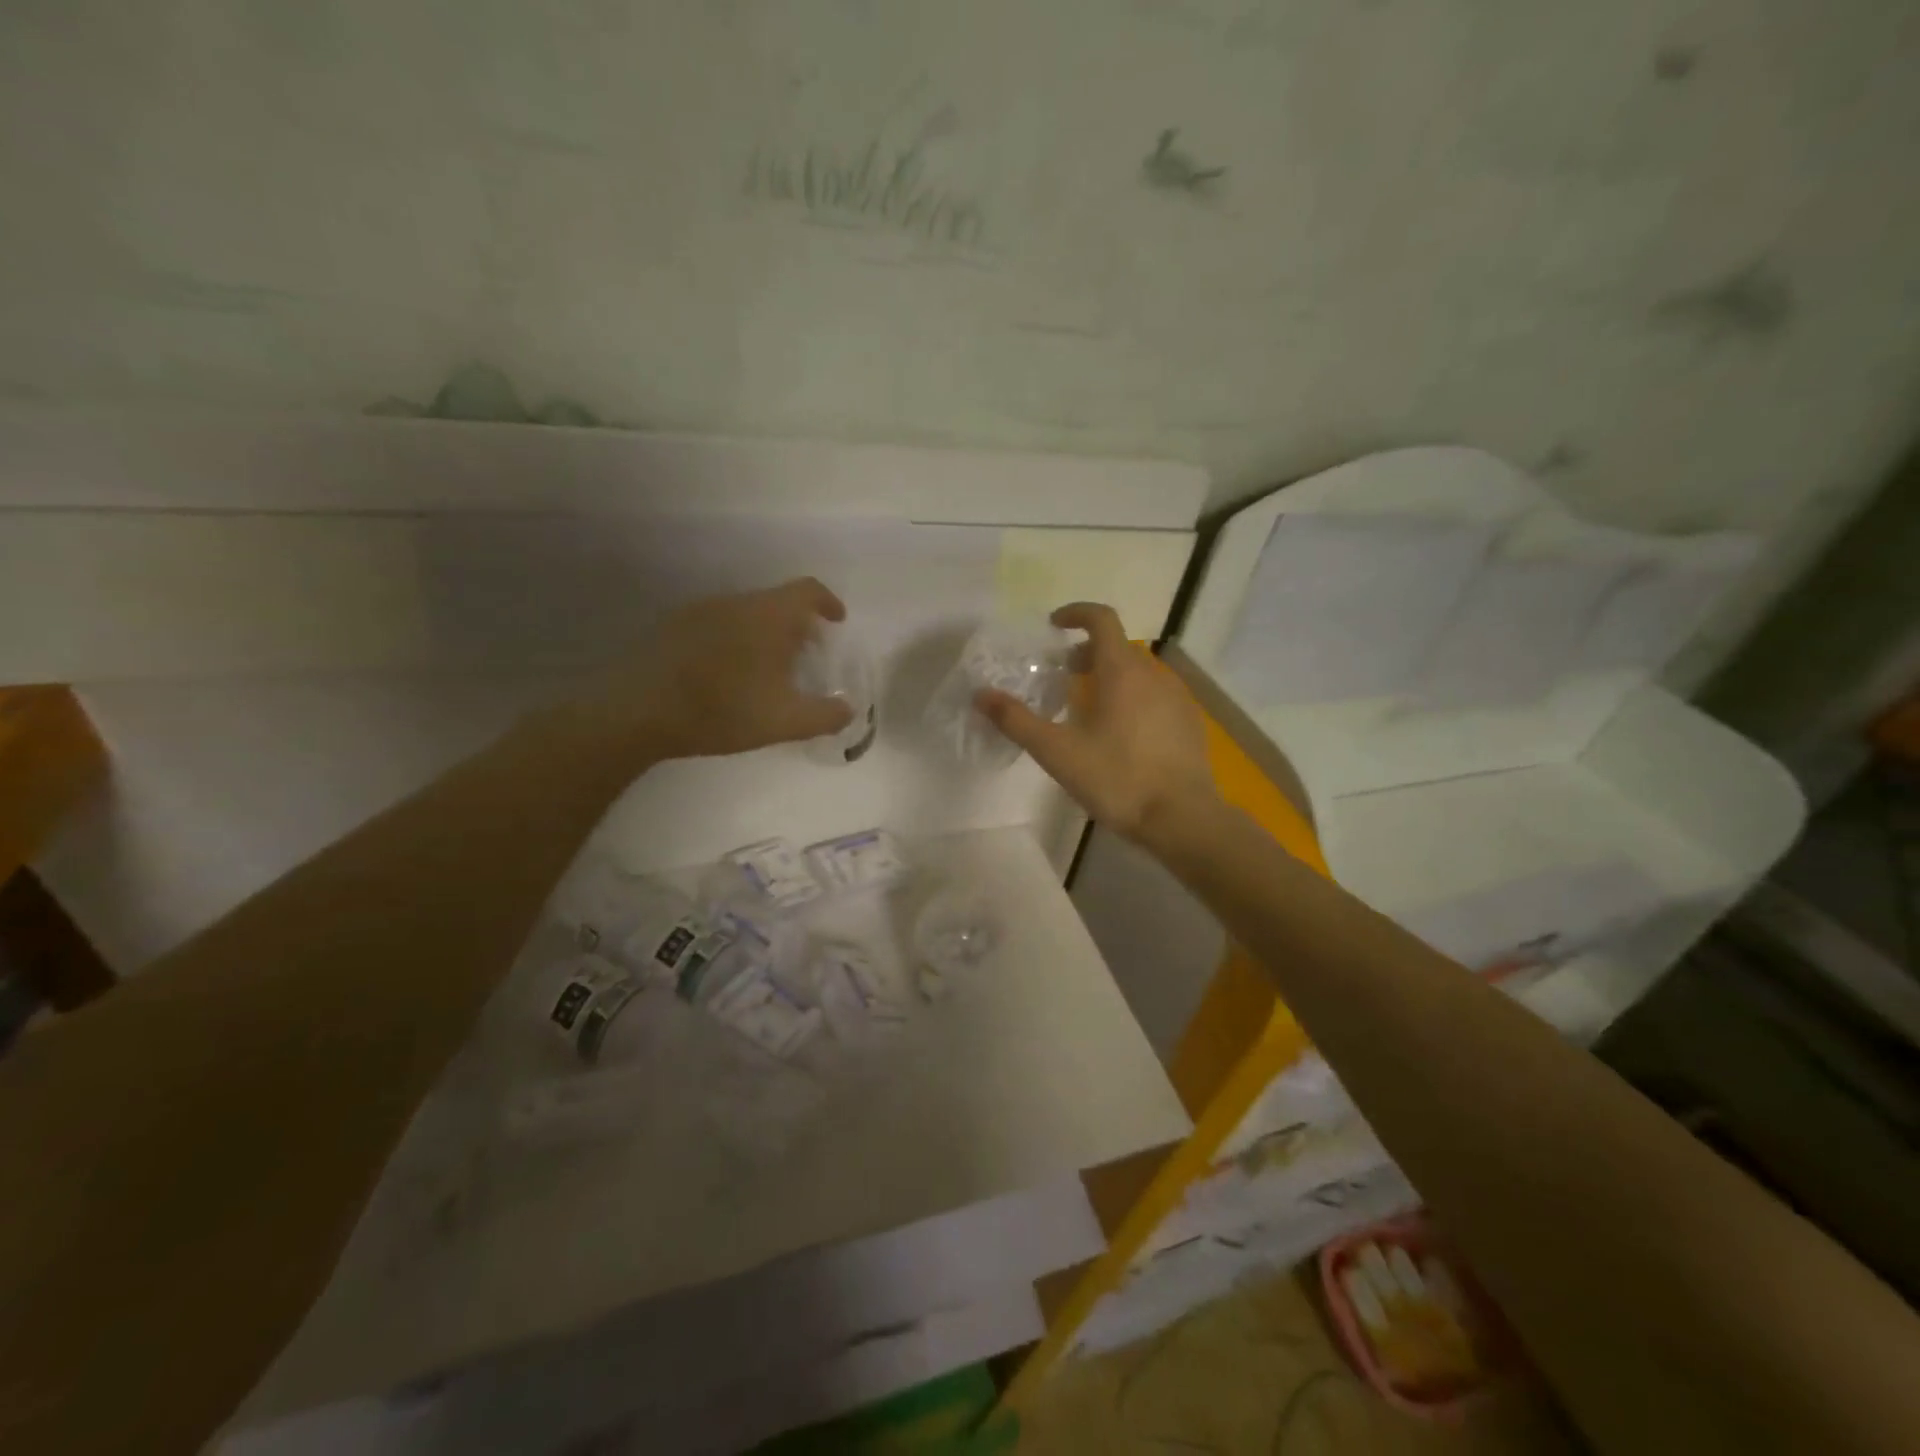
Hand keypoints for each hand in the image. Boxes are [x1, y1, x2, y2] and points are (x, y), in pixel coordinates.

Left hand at [580, 578, 854, 763]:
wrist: (638, 711)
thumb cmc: (722, 710)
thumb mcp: (784, 721)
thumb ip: (824, 715)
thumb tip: (848, 709)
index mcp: (768, 615)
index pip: (808, 590)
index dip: (828, 602)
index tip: (836, 622)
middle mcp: (736, 602)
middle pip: (777, 602)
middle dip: (798, 626)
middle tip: (806, 658)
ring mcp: (700, 611)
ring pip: (746, 613)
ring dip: (765, 634)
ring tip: (767, 671)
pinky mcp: (673, 627)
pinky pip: (719, 624)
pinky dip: (736, 640)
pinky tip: (728, 675)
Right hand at [976, 602, 1221, 846]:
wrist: (1182, 818)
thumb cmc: (1118, 779)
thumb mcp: (1058, 752)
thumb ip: (1017, 721)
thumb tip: (981, 695)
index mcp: (1122, 671)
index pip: (1102, 619)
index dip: (1076, 614)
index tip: (1054, 625)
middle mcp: (1153, 674)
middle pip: (1117, 647)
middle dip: (1086, 653)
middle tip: (1062, 677)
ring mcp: (1177, 698)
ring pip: (1138, 673)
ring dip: (1110, 677)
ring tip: (1088, 708)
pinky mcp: (1189, 722)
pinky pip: (1155, 695)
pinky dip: (1132, 698)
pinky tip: (1121, 734)